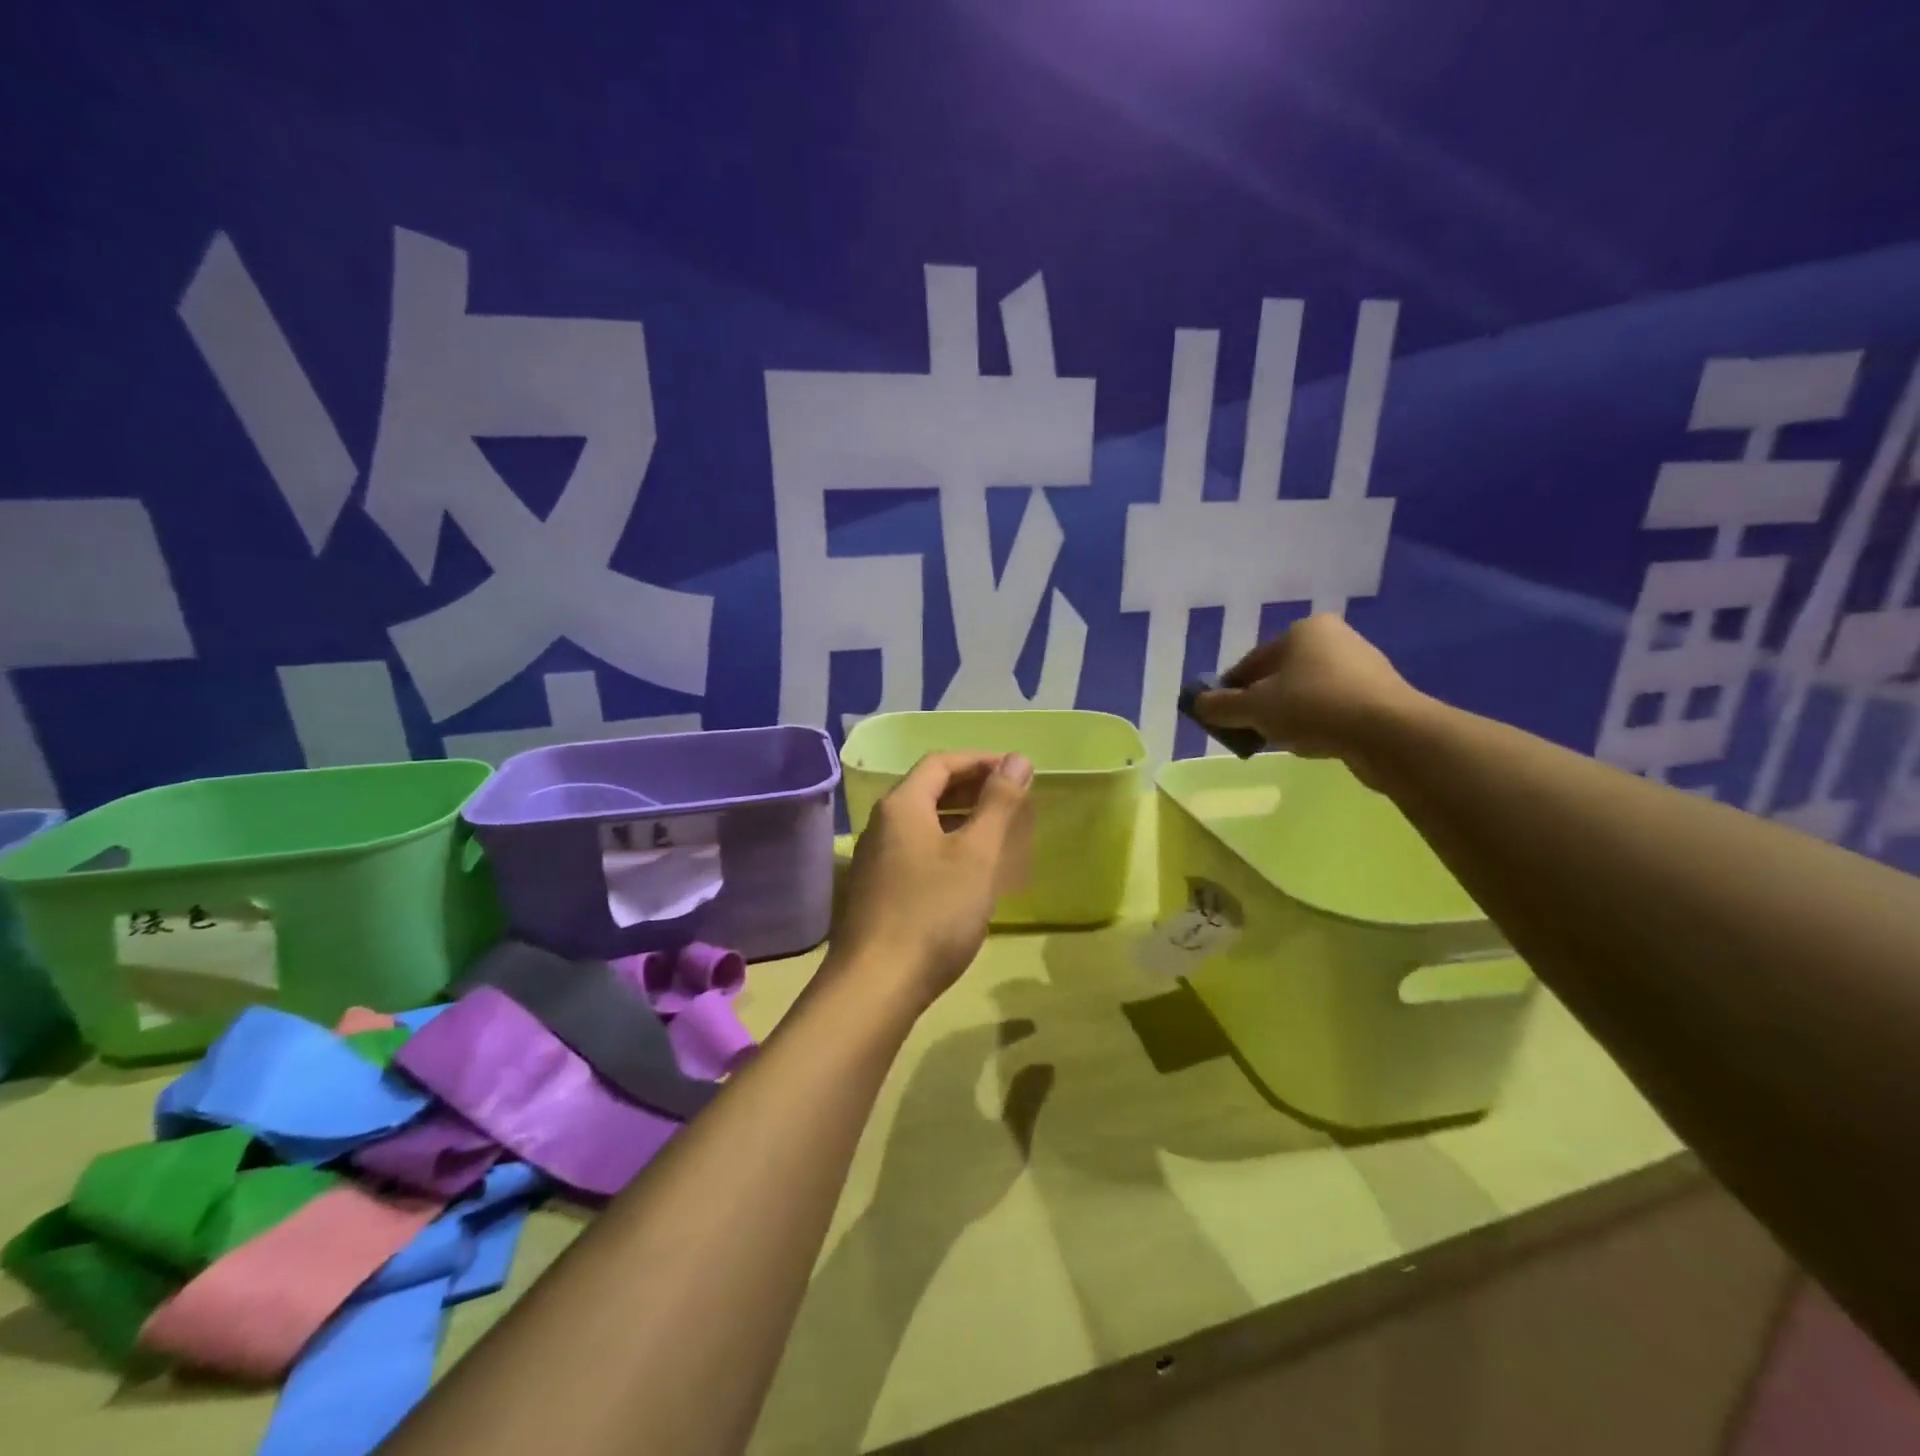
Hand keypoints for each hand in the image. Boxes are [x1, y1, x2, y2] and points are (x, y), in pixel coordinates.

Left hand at [833, 752, 1033, 1008]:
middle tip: (1012, 798)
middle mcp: (881, 824)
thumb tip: (1017, 759)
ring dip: (959, 817)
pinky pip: (915, 849)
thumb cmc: (933, 912)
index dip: (981, 760)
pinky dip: (945, 844)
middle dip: (972, 786)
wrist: (876, 984)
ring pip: (922, 822)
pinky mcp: (876, 889)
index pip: (941, 762)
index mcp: (902, 806)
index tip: (1017, 772)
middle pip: (928, 789)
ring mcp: (874, 858)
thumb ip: (998, 804)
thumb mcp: (976, 855)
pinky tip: (967, 870)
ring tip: (996, 830)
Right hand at [1194, 615, 1422, 785]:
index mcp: (1302, 630)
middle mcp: (1334, 639)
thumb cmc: (1313, 707)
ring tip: (1278, 741)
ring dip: (1287, 716)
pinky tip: (1311, 744)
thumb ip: (1221, 706)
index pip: (1252, 662)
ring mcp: (1361, 666)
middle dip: (1261, 704)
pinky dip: (1315, 723)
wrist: (1388, 733)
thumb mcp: (1254, 708)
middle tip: (1248, 731)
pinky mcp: (1379, 695)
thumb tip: (1198, 704)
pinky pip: (1332, 708)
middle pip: (1280, 676)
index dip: (1230, 690)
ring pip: (1306, 693)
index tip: (1220, 716)